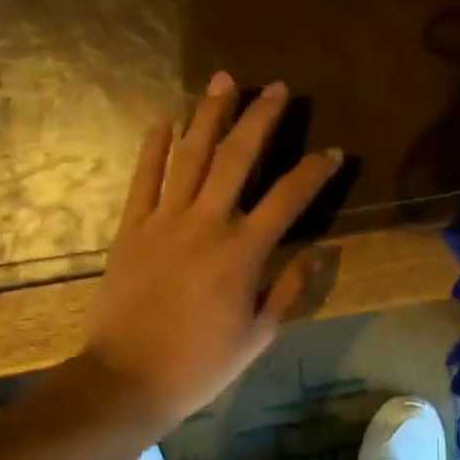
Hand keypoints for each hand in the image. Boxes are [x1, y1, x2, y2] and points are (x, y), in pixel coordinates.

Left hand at [81, 71, 343, 432]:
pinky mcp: (131, 226)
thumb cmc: (200, 364)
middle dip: (260, 118)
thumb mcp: (258, 335)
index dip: (314, 171)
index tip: (333, 153)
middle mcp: (206, 223)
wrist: (126, 379)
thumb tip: (321, 251)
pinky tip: (165, 118)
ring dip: (209, 115)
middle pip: (237, 157)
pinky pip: (144, 177)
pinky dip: (154, 146)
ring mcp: (164, 220)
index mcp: (243, 251)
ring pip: (191, 155)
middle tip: (277, 88)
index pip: (288, 197)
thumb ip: (289, 288)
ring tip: (223, 80)